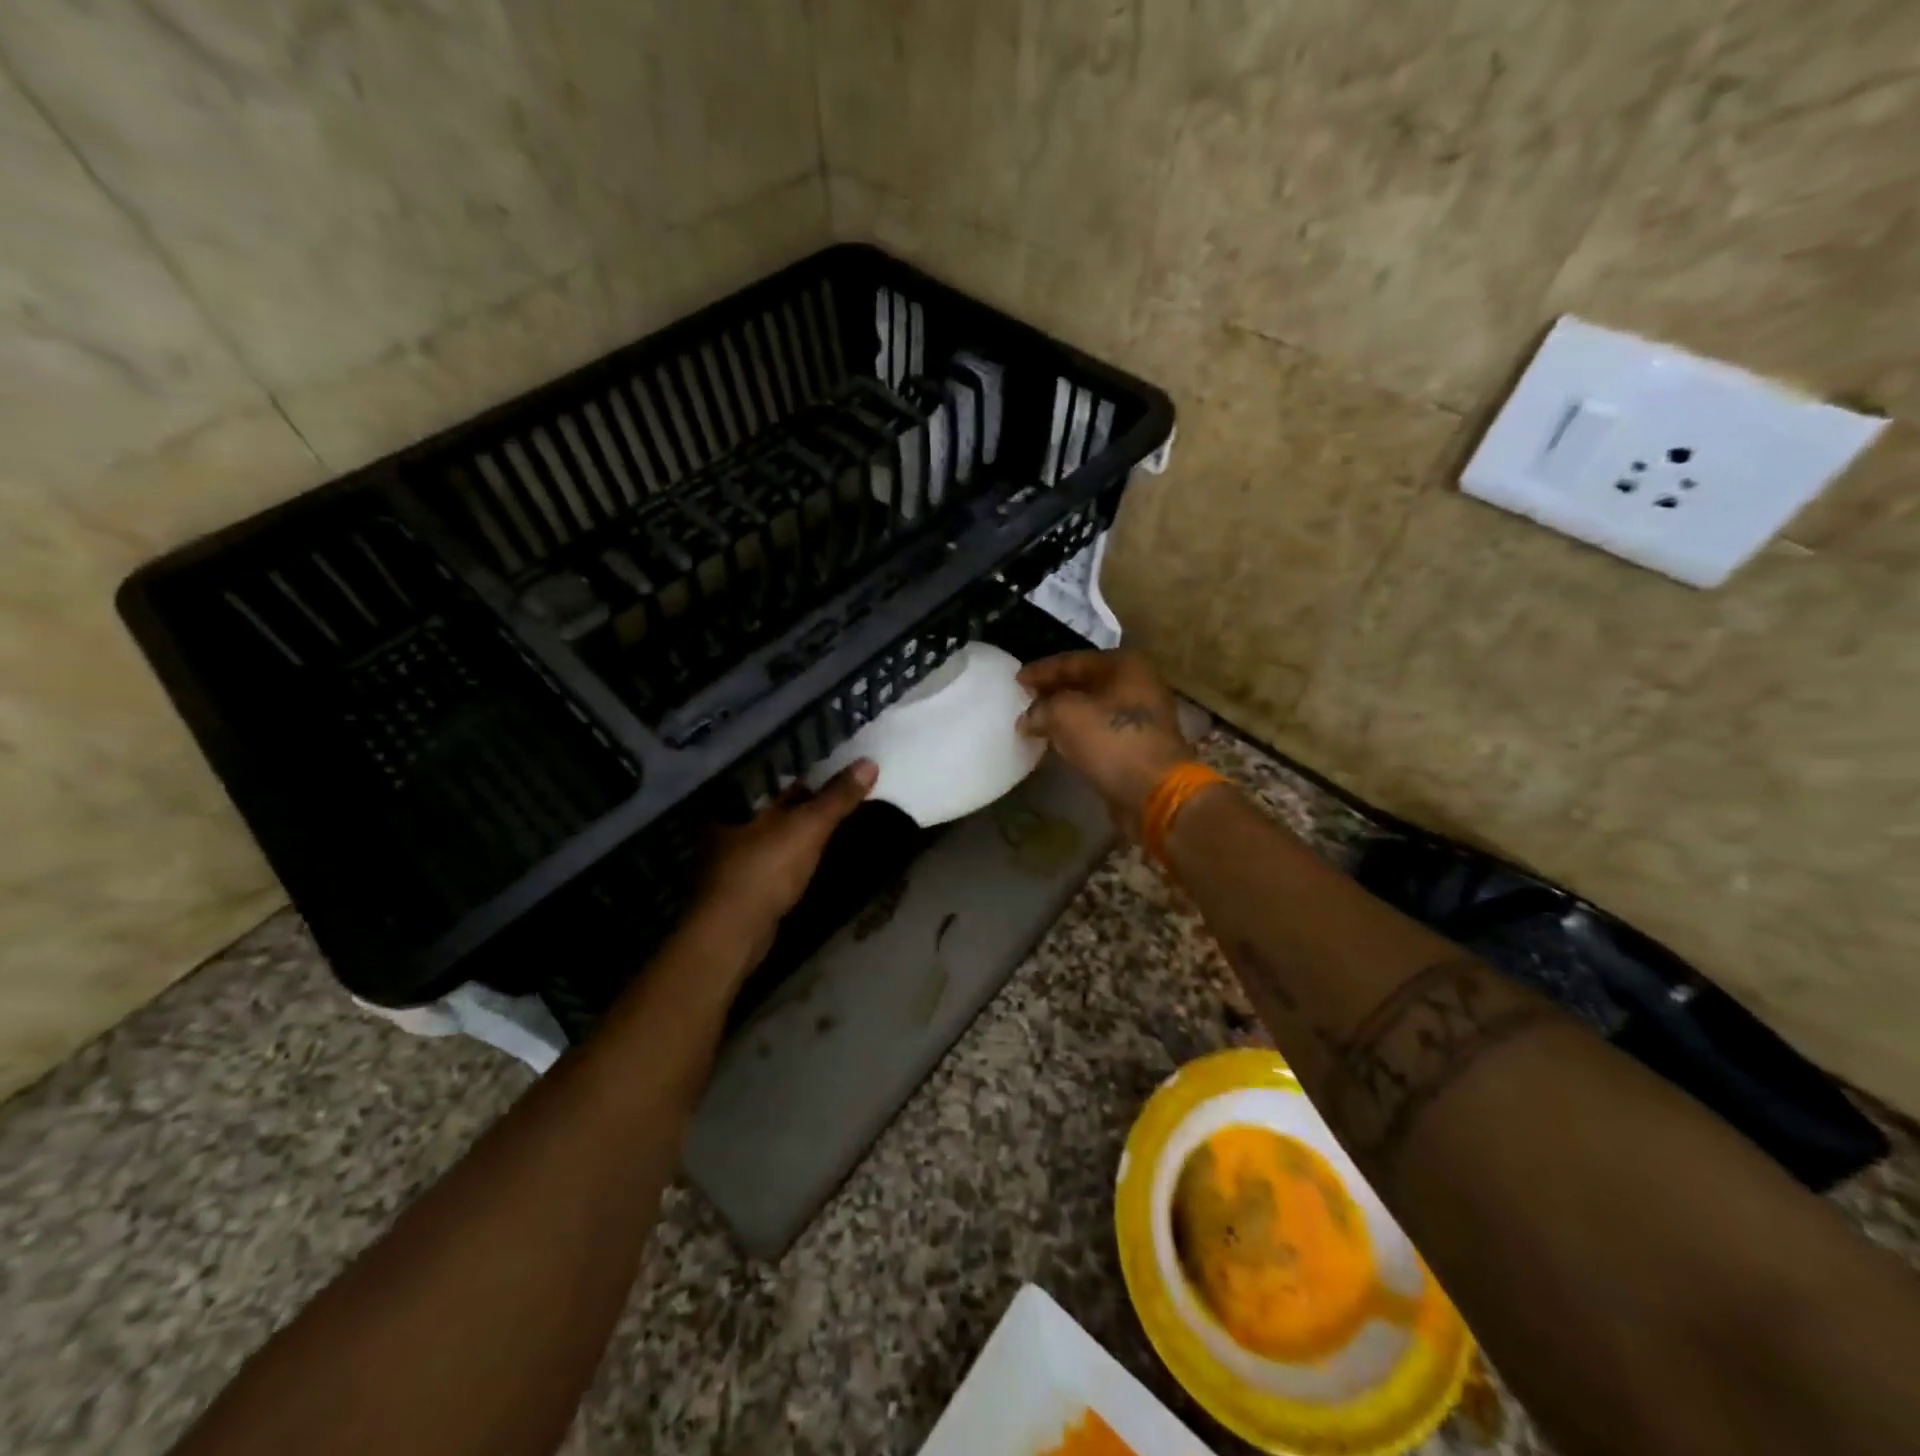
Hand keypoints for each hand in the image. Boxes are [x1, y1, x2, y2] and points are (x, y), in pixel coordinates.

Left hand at [692, 760, 878, 960]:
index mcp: (737, 802)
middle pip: (775, 806)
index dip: (807, 774)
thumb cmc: (766, 869)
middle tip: (842, 794)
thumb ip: (837, 797)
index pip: (776, 778)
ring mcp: (730, 857)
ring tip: (832, 823)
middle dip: (804, 802)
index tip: (837, 771)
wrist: (734, 932)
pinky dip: (790, 856)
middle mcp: (728, 824)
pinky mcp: (740, 885)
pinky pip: (771, 859)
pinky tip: (809, 858)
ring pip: (773, 834)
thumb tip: (869, 762)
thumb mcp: (809, 827)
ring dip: (798, 830)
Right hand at [1016, 650, 1190, 830]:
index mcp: (1124, 665)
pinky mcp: (1140, 744)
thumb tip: (1028, 718)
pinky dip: (1079, 733)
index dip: (1041, 670)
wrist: (1155, 792)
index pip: (1072, 661)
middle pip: (1085, 682)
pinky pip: (1101, 730)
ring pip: (1093, 707)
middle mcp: (1138, 683)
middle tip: (1025, 699)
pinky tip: (1058, 741)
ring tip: (1037, 721)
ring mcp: (1143, 715)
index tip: (1017, 680)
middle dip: (1054, 691)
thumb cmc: (1111, 742)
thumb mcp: (1065, 715)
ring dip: (1065, 713)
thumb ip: (1041, 708)